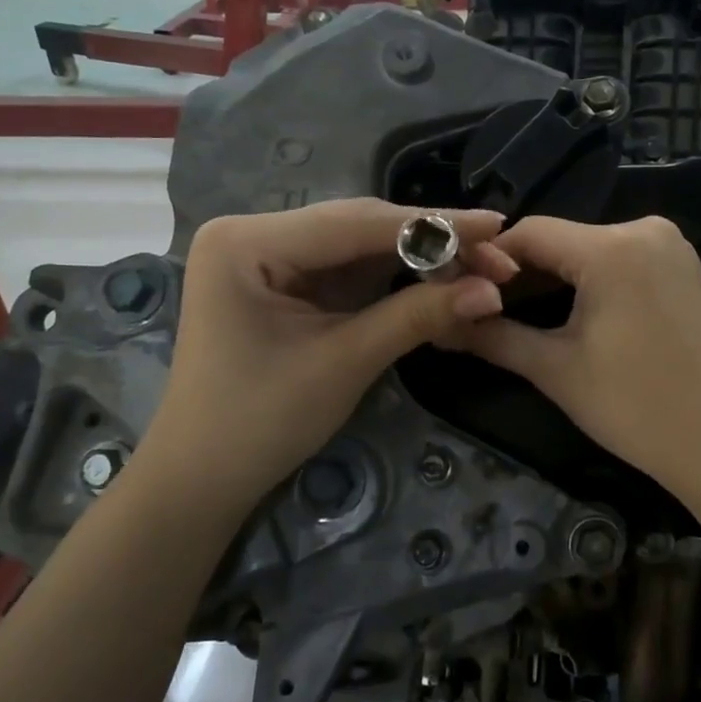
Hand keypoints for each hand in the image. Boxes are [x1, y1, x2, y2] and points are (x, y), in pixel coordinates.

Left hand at [133, 199, 516, 509]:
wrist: (204, 478)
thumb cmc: (260, 421)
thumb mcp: (344, 362)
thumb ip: (417, 316)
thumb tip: (493, 292)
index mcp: (248, 241)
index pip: (356, 223)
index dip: (433, 225)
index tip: (495, 225)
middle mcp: (254, 234)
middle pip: (359, 227)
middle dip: (430, 243)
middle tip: (496, 256)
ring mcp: (269, 257)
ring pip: (359, 246)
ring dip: (418, 258)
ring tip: (479, 267)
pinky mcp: (285, 282)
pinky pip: (348, 270)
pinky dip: (393, 278)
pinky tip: (437, 278)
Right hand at [460, 216, 700, 507]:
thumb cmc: (636, 407)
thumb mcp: (556, 370)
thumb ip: (495, 337)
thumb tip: (442, 325)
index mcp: (611, 247)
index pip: (528, 233)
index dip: (488, 261)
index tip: (459, 292)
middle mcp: (645, 229)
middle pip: (561, 240)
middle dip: (521, 274)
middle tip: (485, 311)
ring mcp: (671, 247)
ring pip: (591, 250)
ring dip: (555, 278)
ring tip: (522, 316)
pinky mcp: (685, 268)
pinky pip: (622, 261)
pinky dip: (592, 282)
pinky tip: (574, 314)